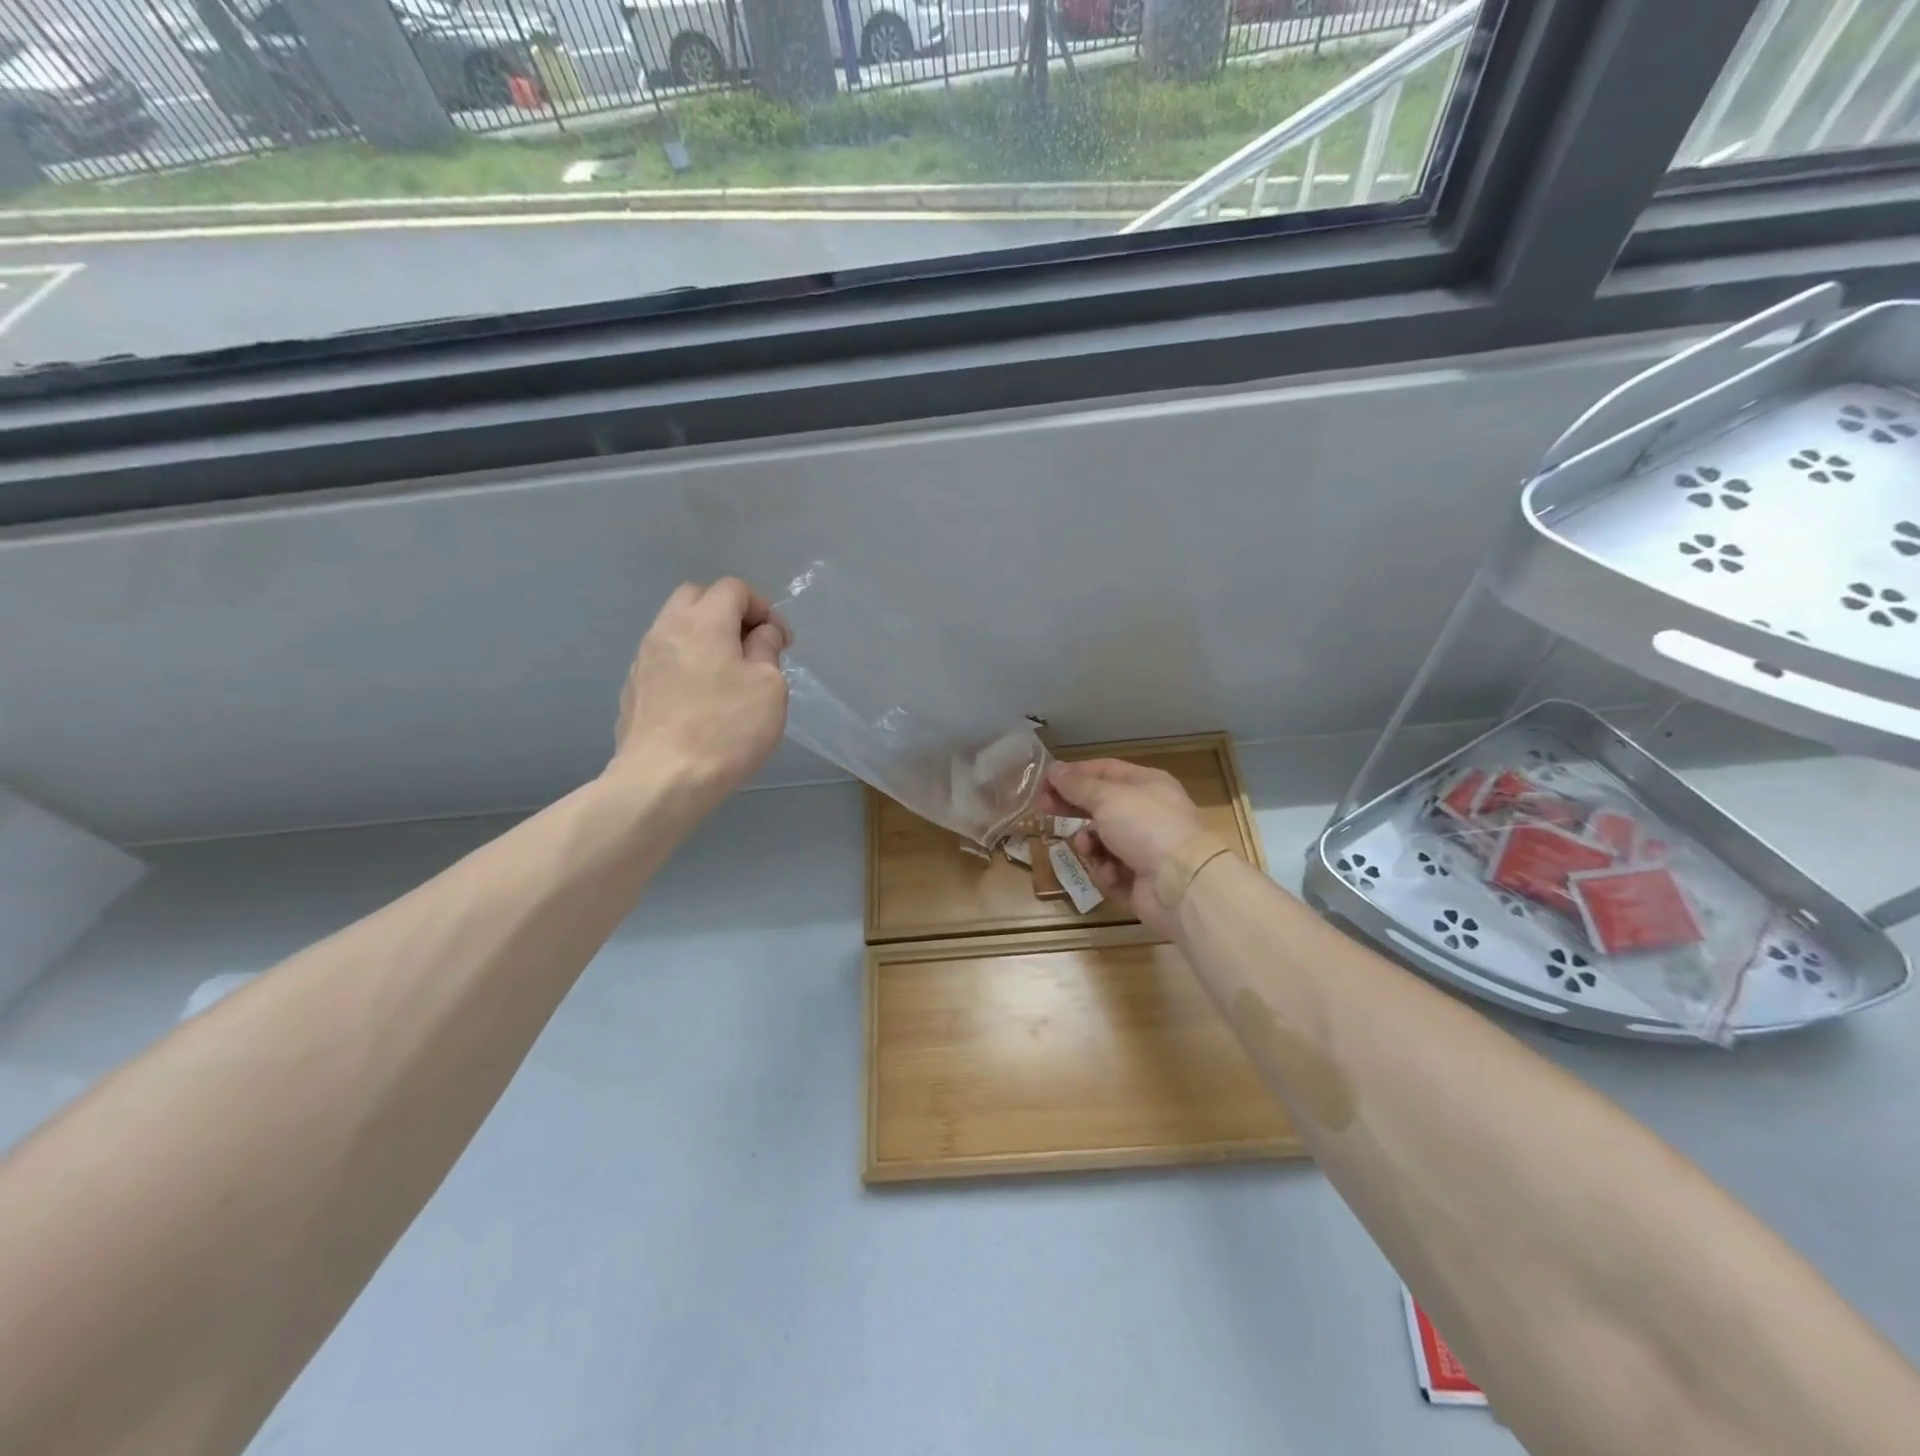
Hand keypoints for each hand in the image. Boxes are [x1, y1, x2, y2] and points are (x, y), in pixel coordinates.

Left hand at [607, 578, 789, 807]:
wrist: (663, 780)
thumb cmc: (727, 729)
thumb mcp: (769, 687)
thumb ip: (767, 650)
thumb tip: (761, 634)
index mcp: (704, 622)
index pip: (733, 588)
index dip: (763, 607)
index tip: (780, 642)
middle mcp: (667, 630)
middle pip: (696, 598)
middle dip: (728, 612)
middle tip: (751, 647)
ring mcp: (643, 660)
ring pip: (675, 628)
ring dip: (704, 639)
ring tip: (727, 676)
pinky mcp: (633, 690)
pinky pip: (663, 660)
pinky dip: (685, 665)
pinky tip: (700, 701)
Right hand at [1039, 759, 1204, 936]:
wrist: (1181, 883)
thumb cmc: (1145, 826)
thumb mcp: (1107, 798)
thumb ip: (1077, 786)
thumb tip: (1053, 769)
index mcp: (1146, 784)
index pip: (1104, 770)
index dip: (1073, 774)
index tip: (1044, 782)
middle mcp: (1147, 812)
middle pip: (1100, 805)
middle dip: (1073, 808)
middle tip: (1043, 809)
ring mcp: (1145, 847)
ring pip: (1101, 840)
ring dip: (1090, 844)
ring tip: (1088, 847)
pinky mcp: (1140, 879)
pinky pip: (1111, 870)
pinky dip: (1107, 871)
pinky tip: (1112, 874)